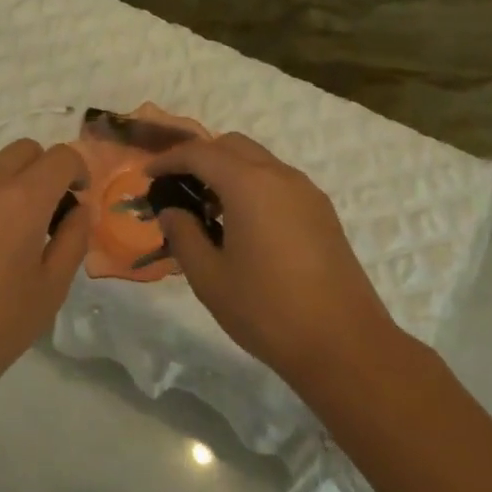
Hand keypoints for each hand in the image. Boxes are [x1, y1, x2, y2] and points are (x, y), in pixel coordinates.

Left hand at [0, 139, 89, 399]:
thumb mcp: (51, 289)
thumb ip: (73, 238)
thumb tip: (79, 209)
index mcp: (22, 200)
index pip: (60, 156)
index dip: (76, 171)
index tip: (75, 198)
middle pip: (23, 150)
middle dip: (41, 171)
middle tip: (41, 213)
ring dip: (4, 182)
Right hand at [147, 134, 402, 382]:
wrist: (344, 345)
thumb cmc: (267, 310)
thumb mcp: (209, 277)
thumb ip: (183, 235)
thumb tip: (171, 211)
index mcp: (249, 185)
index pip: (200, 153)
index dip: (168, 160)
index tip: (147, 176)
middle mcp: (281, 176)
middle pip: (232, 146)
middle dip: (200, 158)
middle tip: (176, 188)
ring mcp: (307, 193)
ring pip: (259, 161)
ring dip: (228, 171)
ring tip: (206, 210)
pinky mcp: (322, 213)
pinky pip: (278, 181)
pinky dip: (252, 185)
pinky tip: (241, 224)